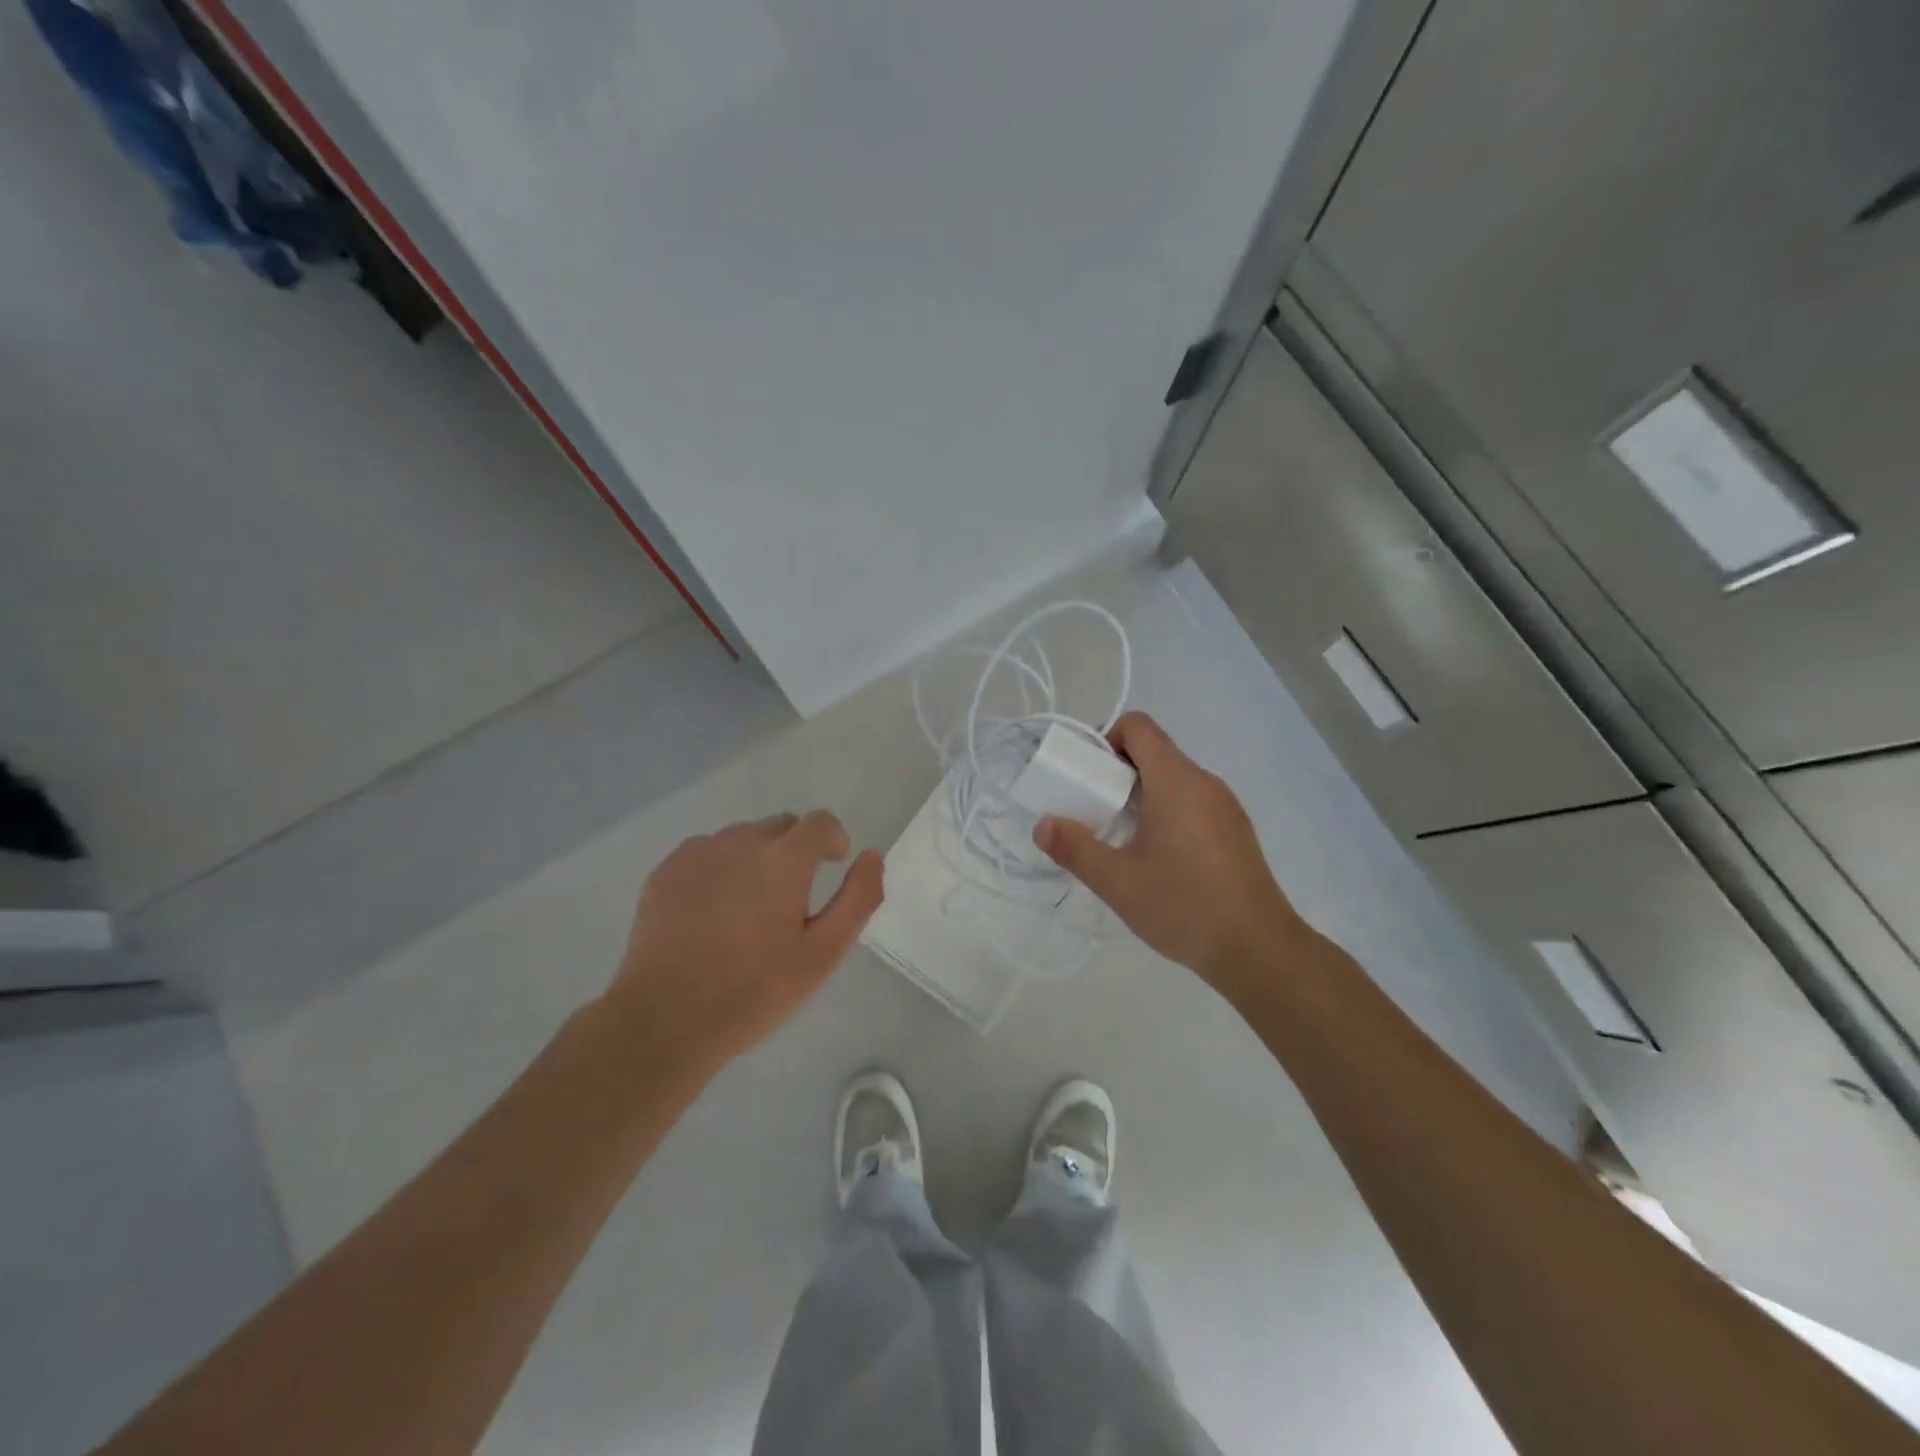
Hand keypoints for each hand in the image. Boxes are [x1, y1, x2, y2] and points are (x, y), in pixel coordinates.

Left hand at [604, 811, 883, 1076]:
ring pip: (741, 838)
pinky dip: (719, 869)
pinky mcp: (665, 871)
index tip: (832, 865)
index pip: (820, 822)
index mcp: (784, 858)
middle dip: (795, 849)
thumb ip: (858, 898)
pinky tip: (712, 912)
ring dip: (756, 858)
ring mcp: (698, 853)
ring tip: (749, 907)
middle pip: (780, 825)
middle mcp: (741, 841)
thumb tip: (871, 855)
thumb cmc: (754, 989)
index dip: (833, 839)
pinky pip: (705, 853)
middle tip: (791, 898)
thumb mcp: (823, 953)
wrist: (665, 1018)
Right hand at [1034, 712, 1302, 987]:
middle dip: (1116, 773)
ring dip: (1140, 795)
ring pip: (1173, 780)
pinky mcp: (1235, 831)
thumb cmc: (1184, 906)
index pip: (1138, 727)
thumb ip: (1075, 848)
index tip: (1086, 777)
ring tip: (1119, 839)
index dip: (1106, 739)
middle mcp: (1204, 782)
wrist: (1259, 950)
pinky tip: (1156, 858)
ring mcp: (1225, 806)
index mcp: (1176, 780)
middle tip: (1092, 812)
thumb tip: (1043, 825)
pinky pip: (1192, 803)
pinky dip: (1165, 813)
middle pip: (1154, 752)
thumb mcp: (1117, 881)